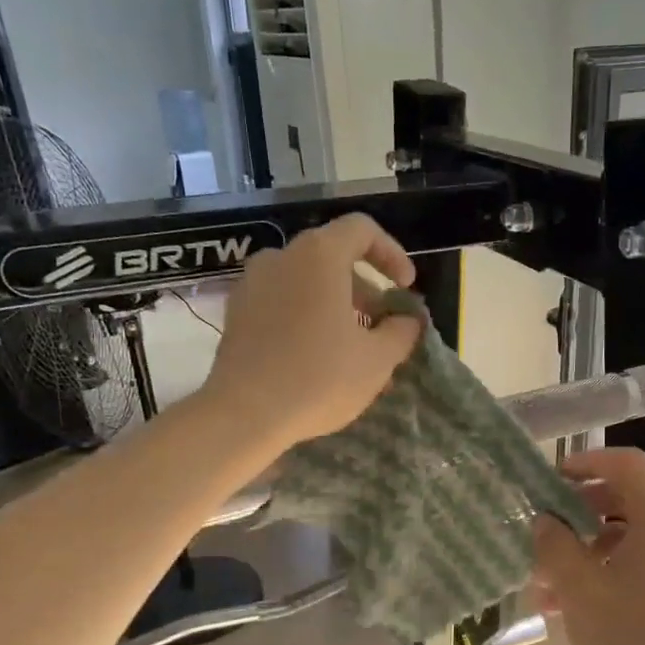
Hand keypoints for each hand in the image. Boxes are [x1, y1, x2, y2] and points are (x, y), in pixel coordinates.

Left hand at [202, 213, 423, 449]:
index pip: (362, 230)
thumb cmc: (319, 378)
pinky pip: (282, 302)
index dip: (392, 254)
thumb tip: (408, 320)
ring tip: (353, 345)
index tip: (405, 287)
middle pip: (332, 257)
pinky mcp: (236, 313)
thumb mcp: (377, 360)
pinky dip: (306, 316)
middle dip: (365, 288)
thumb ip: (401, 332)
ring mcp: (252, 284)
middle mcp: (281, 257)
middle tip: (383, 324)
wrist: (245, 414)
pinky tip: (318, 355)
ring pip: (306, 282)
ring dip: (336, 305)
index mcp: (319, 255)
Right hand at [530, 448, 644, 644]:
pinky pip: (637, 564)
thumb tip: (544, 521)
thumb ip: (555, 545)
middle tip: (543, 528)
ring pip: (626, 536)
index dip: (588, 462)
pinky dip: (602, 572)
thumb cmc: (628, 641)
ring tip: (543, 581)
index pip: (628, 464)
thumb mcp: (579, 589)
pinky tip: (564, 604)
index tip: (551, 478)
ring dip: (583, 550)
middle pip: (626, 499)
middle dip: (578, 513)